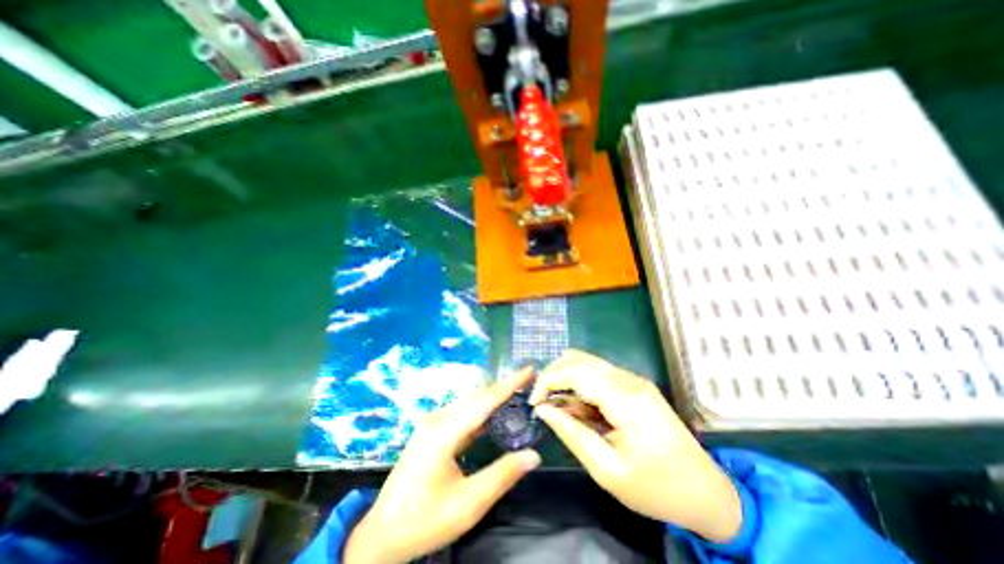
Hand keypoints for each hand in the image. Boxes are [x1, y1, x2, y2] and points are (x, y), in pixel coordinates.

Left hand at [343, 368, 541, 561]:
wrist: (382, 535)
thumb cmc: (424, 520)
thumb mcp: (468, 504)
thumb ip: (502, 476)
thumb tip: (533, 455)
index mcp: (445, 431)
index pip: (485, 400)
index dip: (510, 383)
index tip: (529, 369)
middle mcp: (438, 419)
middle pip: (478, 397)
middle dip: (505, 387)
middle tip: (529, 381)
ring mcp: (433, 423)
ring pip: (470, 403)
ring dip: (494, 397)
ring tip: (518, 393)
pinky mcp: (433, 430)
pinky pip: (463, 413)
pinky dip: (483, 410)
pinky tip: (495, 414)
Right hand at [529, 351, 740, 544]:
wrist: (707, 492)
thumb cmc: (657, 488)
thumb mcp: (607, 470)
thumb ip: (571, 433)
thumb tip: (542, 409)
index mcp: (625, 399)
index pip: (575, 371)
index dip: (548, 381)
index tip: (534, 403)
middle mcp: (629, 380)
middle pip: (578, 359)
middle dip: (553, 377)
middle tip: (543, 403)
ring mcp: (633, 380)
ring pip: (586, 363)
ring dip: (566, 380)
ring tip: (562, 410)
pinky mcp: (634, 385)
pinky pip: (598, 374)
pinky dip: (581, 386)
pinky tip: (580, 409)